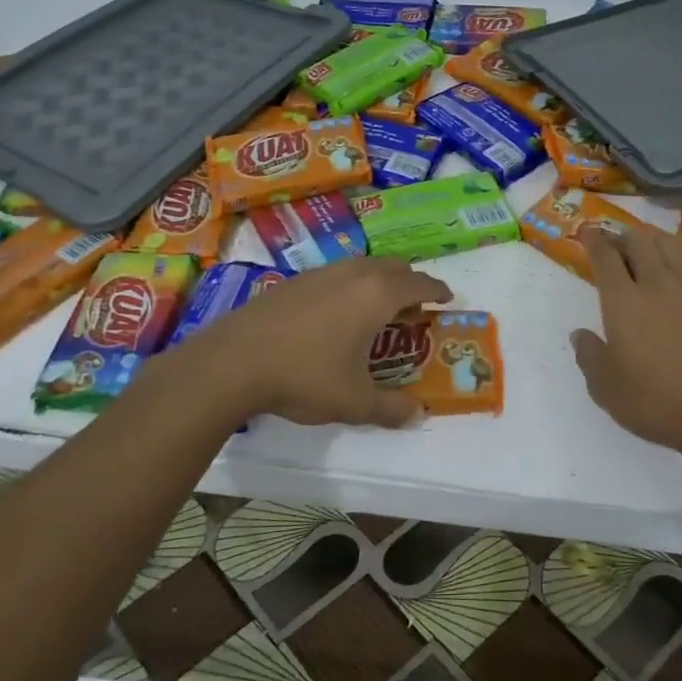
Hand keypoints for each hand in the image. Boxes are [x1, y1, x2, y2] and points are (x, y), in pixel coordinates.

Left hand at [165, 258, 452, 427]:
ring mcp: (321, 272)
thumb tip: (418, 414)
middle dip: (410, 284)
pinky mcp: (295, 280)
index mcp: (377, 295)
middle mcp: (354, 274)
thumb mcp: (354, 402)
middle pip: (394, 267)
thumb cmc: (304, 376)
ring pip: (363, 267)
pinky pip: (337, 274)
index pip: (420, 283)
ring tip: (376, 313)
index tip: (448, 298)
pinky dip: (351, 286)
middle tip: (413, 310)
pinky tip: (336, 316)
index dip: (438, 290)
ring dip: (379, 282)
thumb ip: (391, 408)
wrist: (233, 361)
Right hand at [572, 225, 681, 465]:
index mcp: (623, 301)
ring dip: (658, 240)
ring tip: (651, 246)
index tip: (588, 231)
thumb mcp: (607, 390)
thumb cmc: (658, 403)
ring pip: (674, 246)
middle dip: (624, 235)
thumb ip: (589, 357)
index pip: (605, 256)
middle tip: (617, 243)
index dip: (594, 239)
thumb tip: (579, 334)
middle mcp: (658, 284)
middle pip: (640, 241)